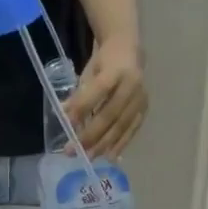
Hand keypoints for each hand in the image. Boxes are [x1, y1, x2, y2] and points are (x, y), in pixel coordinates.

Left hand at [69, 38, 147, 158]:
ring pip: (122, 125)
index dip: (82, 108)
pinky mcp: (145, 108)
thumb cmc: (104, 62)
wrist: (130, 51)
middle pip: (110, 114)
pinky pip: (132, 129)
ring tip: (89, 157)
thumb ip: (79, 93)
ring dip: (104, 144)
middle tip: (73, 150)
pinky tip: (110, 156)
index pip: (97, 91)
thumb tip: (62, 113)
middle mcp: (132, 85)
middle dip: (91, 135)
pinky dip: (121, 143)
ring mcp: (140, 98)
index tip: (67, 124)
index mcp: (115, 70)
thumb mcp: (89, 72)